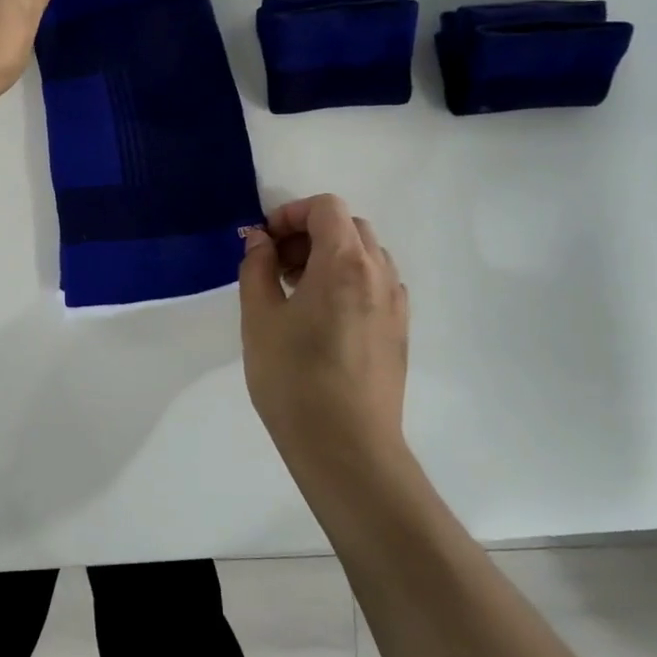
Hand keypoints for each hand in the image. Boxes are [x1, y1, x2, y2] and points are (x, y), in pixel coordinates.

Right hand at [238, 195, 410, 472]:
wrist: (346, 448)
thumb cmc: (294, 379)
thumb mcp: (259, 318)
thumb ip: (257, 268)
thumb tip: (260, 240)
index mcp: (345, 263)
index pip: (326, 208)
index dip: (291, 213)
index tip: (264, 242)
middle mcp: (379, 274)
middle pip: (349, 227)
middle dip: (309, 234)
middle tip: (276, 267)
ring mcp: (396, 303)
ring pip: (365, 256)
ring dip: (330, 257)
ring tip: (297, 293)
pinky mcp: (400, 331)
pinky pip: (376, 284)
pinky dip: (349, 281)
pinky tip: (324, 318)